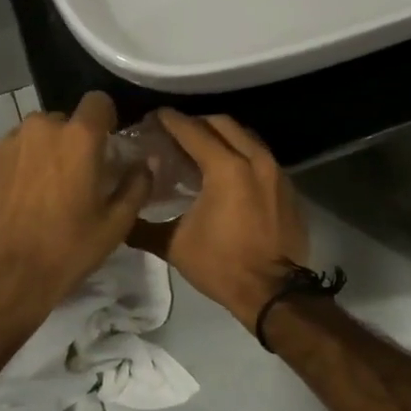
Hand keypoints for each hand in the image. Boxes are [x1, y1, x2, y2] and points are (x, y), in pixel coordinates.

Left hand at [0, 91, 151, 341]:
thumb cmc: (65, 250)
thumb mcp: (114, 225)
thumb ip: (136, 185)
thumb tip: (147, 162)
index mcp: (78, 137)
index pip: (98, 101)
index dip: (106, 119)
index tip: (108, 144)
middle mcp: (42, 128)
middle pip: (66, 121)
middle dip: (74, 141)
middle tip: (79, 175)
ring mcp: (10, 142)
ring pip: (37, 136)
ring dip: (47, 152)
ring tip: (48, 190)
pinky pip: (15, 152)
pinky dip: (23, 166)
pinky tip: (23, 199)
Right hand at [129, 110, 307, 331]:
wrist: (273, 293)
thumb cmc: (221, 265)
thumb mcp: (174, 245)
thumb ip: (144, 226)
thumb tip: (122, 216)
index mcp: (226, 167)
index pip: (192, 130)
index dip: (170, 121)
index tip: (154, 116)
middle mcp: (254, 159)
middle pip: (222, 123)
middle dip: (196, 122)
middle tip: (175, 132)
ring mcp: (276, 171)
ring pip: (245, 136)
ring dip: (221, 135)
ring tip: (200, 147)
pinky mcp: (288, 186)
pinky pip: (261, 155)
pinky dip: (241, 153)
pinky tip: (228, 170)